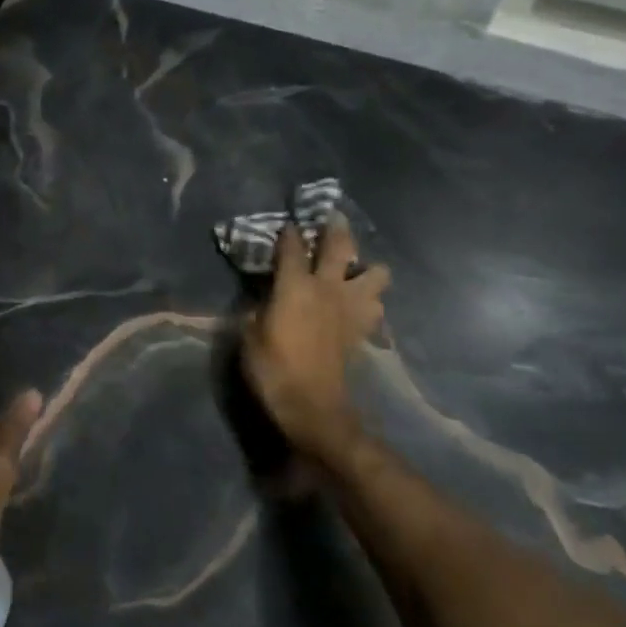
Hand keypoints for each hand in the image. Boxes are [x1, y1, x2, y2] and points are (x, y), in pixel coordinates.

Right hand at [241, 213, 391, 465]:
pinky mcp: (361, 329)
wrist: (312, 407)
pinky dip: (369, 299)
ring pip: (376, 274)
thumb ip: (259, 308)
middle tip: (332, 219)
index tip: (286, 224)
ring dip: (366, 268)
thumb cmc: (272, 368)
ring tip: (353, 271)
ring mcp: (350, 308)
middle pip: (341, 246)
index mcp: (295, 286)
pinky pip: (375, 305)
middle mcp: (327, 288)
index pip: (292, 247)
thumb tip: (265, 298)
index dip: (288, 233)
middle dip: (336, 228)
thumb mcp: (249, 335)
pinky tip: (357, 304)